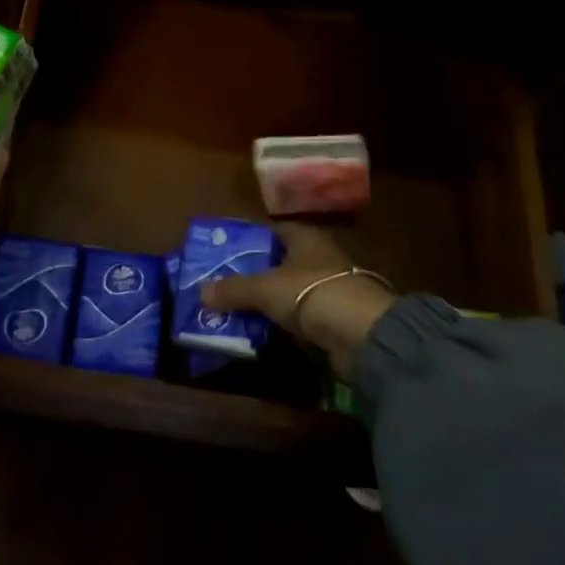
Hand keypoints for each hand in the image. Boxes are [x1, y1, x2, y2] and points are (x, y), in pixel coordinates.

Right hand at [200, 224, 396, 378]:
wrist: (364, 334)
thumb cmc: (311, 293)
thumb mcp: (265, 289)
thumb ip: (234, 290)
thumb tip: (201, 292)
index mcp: (304, 237)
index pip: (273, 230)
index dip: (250, 239)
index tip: (226, 253)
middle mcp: (320, 256)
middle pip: (282, 260)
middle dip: (257, 273)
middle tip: (228, 285)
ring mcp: (332, 286)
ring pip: (293, 289)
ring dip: (273, 300)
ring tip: (242, 311)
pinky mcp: (339, 317)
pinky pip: (305, 314)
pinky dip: (289, 321)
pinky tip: (270, 332)